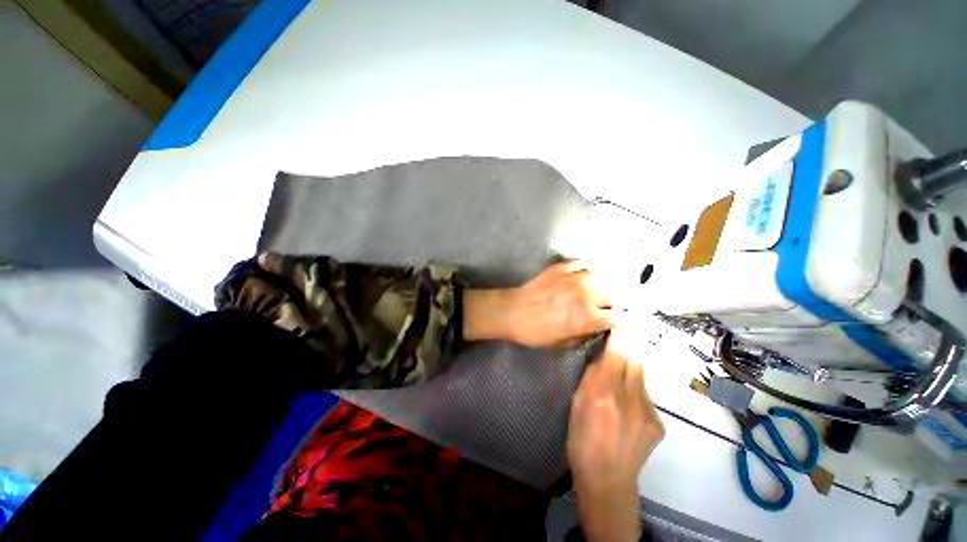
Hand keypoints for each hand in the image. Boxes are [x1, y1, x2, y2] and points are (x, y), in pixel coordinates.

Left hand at [463, 261, 613, 346]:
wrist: (512, 312)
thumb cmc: (536, 332)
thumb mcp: (563, 343)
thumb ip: (585, 334)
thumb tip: (596, 327)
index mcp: (587, 317)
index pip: (618, 317)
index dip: (619, 321)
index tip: (615, 322)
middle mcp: (586, 294)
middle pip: (614, 295)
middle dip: (613, 303)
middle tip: (606, 307)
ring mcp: (574, 277)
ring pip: (603, 276)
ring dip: (604, 285)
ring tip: (599, 290)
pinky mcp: (562, 267)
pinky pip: (583, 263)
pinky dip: (589, 269)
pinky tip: (586, 275)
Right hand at [567, 337, 663, 541]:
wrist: (608, 479)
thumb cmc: (582, 440)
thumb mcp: (576, 405)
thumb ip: (590, 379)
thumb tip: (600, 357)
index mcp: (603, 395)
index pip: (615, 355)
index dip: (619, 337)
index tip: (619, 322)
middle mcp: (629, 400)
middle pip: (634, 361)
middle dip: (629, 344)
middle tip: (624, 332)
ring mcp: (648, 412)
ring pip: (641, 376)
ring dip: (632, 366)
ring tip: (623, 364)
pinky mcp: (658, 423)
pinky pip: (646, 395)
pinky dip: (636, 389)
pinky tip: (627, 400)